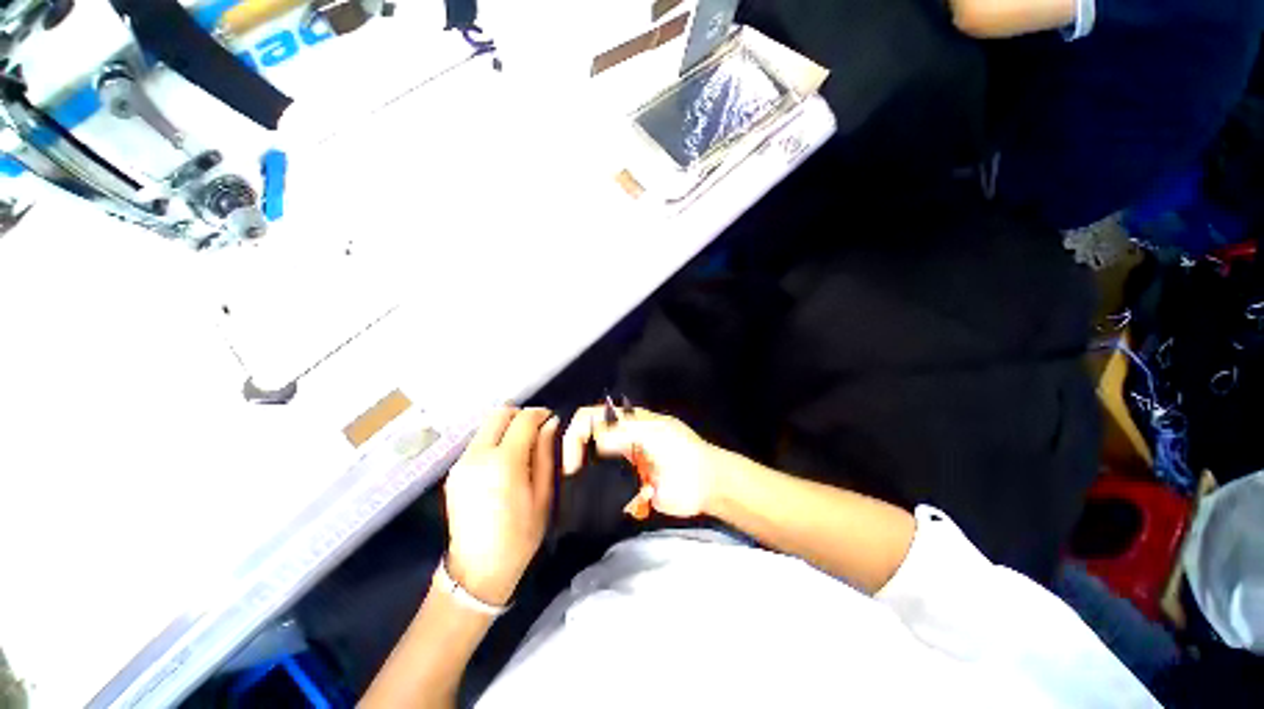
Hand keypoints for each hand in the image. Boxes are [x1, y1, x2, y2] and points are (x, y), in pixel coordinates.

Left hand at [444, 406, 558, 605]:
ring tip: (522, 445)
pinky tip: (504, 460)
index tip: (550, 419)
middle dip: (520, 415)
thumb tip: (550, 424)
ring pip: (486, 426)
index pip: (523, 419)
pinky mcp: (454, 471)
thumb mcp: (543, 495)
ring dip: (506, 426)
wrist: (478, 570)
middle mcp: (478, 456)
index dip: (540, 414)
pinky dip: (494, 439)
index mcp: (504, 462)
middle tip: (536, 429)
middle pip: (499, 413)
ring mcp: (461, 463)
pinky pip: (477, 442)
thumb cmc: (520, 535)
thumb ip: (545, 454)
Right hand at [562, 406, 722, 517]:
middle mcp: (619, 440)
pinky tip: (598, 504)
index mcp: (626, 421)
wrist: (706, 485)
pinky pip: (605, 490)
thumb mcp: (656, 433)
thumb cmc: (683, 451)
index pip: (589, 417)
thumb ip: (626, 432)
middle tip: (571, 481)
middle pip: (586, 441)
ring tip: (580, 494)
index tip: (572, 462)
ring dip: (586, 478)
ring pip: (592, 467)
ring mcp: (622, 464)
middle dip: (575, 457)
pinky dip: (600, 495)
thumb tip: (595, 440)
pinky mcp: (627, 487)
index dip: (575, 433)